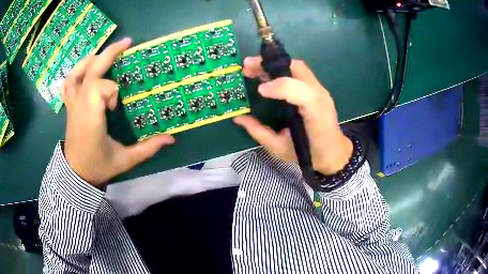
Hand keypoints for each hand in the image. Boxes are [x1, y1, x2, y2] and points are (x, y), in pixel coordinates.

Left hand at [62, 38, 174, 186]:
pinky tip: (86, 69)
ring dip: (92, 59)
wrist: (76, 174)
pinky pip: (68, 83)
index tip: (115, 108)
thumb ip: (148, 148)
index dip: (111, 91)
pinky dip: (76, 71)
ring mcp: (72, 104)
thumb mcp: (125, 161)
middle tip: (127, 42)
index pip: (100, 88)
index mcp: (91, 118)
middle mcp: (79, 106)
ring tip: (105, 55)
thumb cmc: (99, 167)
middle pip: (91, 70)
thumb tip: (171, 139)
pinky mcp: (69, 106)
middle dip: (109, 53)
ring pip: (77, 73)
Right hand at [234, 57, 351, 174]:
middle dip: (270, 65)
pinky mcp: (316, 89)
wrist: (333, 153)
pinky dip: (281, 69)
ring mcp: (320, 90)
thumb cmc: (308, 154)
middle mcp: (320, 96)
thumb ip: (259, 132)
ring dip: (274, 64)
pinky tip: (267, 73)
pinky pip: (299, 72)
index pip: (300, 91)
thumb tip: (238, 117)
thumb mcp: (280, 148)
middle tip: (246, 66)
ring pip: (297, 67)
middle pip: (297, 69)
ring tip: (252, 68)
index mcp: (315, 114)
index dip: (279, 87)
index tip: (259, 90)